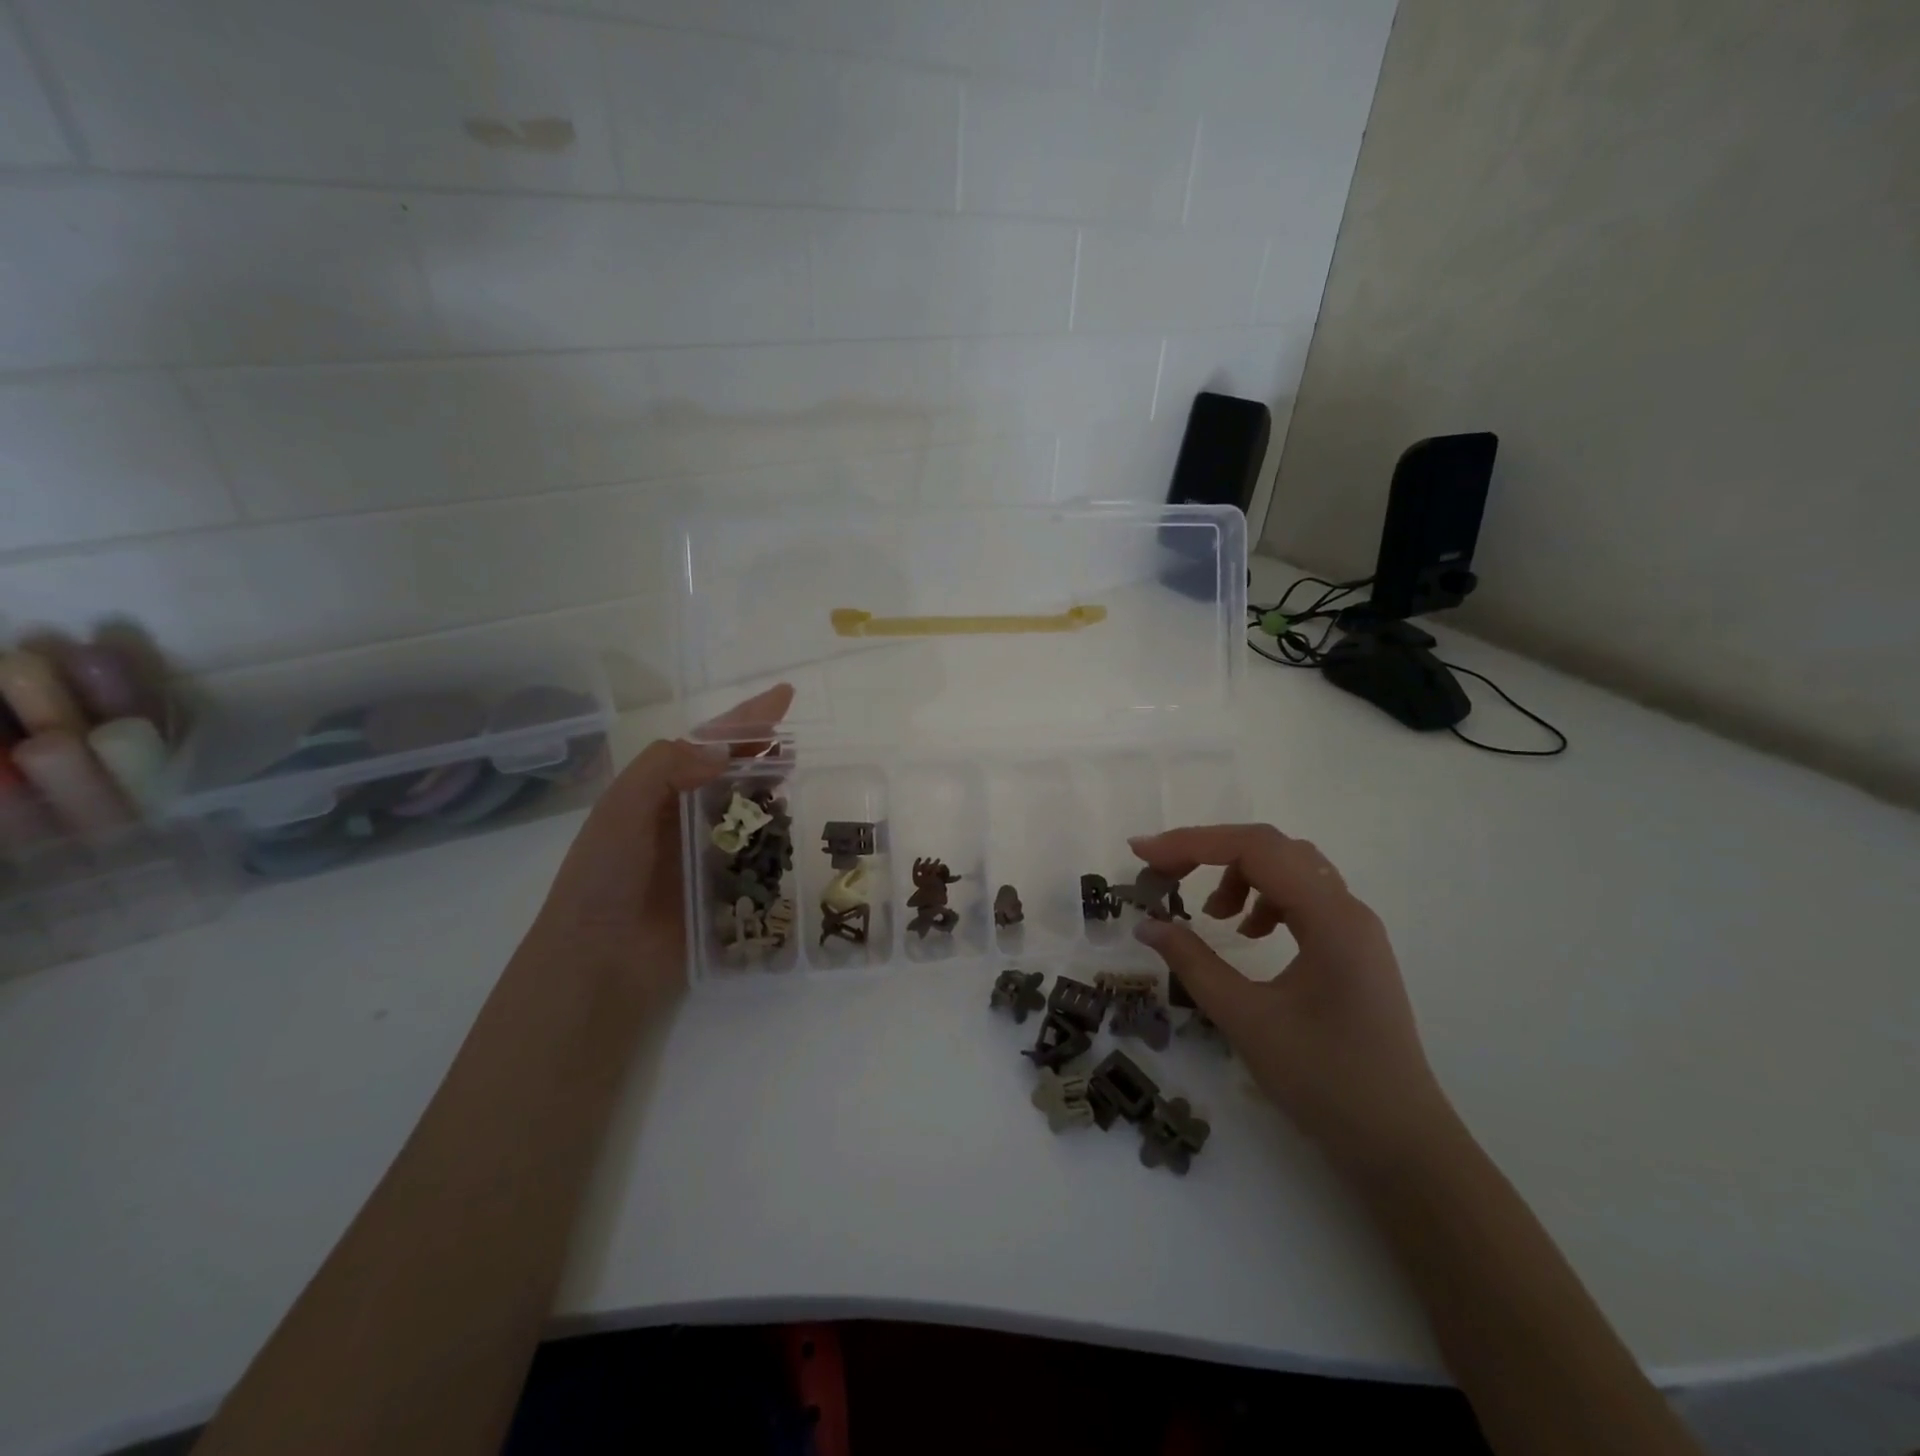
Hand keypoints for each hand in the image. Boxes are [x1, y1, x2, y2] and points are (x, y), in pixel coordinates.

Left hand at [522, 683, 794, 1009]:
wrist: (599, 961)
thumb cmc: (604, 878)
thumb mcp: (620, 809)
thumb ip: (665, 769)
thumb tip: (724, 753)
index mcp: (658, 792)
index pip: (708, 744)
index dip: (746, 719)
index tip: (784, 696)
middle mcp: (684, 817)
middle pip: (734, 774)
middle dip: (764, 754)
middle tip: (797, 746)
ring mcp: (707, 855)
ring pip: (750, 812)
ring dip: (773, 796)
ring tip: (800, 784)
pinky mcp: (726, 890)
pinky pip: (759, 858)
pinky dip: (776, 843)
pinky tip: (794, 835)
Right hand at [1128, 824, 1456, 1169]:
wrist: (1400, 1145)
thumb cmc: (1324, 1081)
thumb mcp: (1246, 1019)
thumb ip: (1193, 963)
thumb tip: (1147, 924)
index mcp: (1330, 917)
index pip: (1254, 849)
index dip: (1192, 843)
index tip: (1142, 855)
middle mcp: (1347, 909)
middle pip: (1272, 848)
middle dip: (1211, 852)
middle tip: (1164, 874)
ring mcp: (1354, 929)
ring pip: (1290, 868)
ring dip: (1240, 875)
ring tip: (1213, 915)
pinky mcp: (1352, 949)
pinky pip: (1302, 898)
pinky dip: (1264, 899)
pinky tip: (1247, 934)